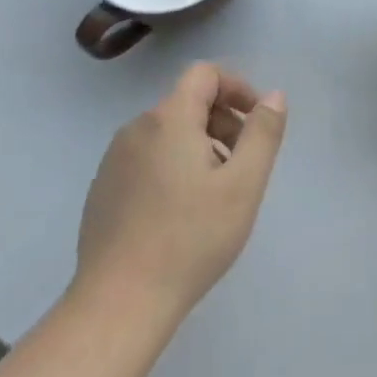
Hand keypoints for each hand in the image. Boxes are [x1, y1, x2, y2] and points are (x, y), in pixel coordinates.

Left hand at [76, 63, 286, 326]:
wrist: (119, 302)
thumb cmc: (190, 238)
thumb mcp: (243, 185)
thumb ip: (262, 133)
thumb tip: (273, 96)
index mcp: (169, 118)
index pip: (205, 74)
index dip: (237, 88)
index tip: (256, 122)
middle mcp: (136, 128)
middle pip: (187, 103)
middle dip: (222, 122)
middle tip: (244, 165)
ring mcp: (114, 160)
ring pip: (167, 134)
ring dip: (199, 147)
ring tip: (216, 194)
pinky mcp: (102, 190)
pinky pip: (146, 160)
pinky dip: (172, 168)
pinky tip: (181, 215)